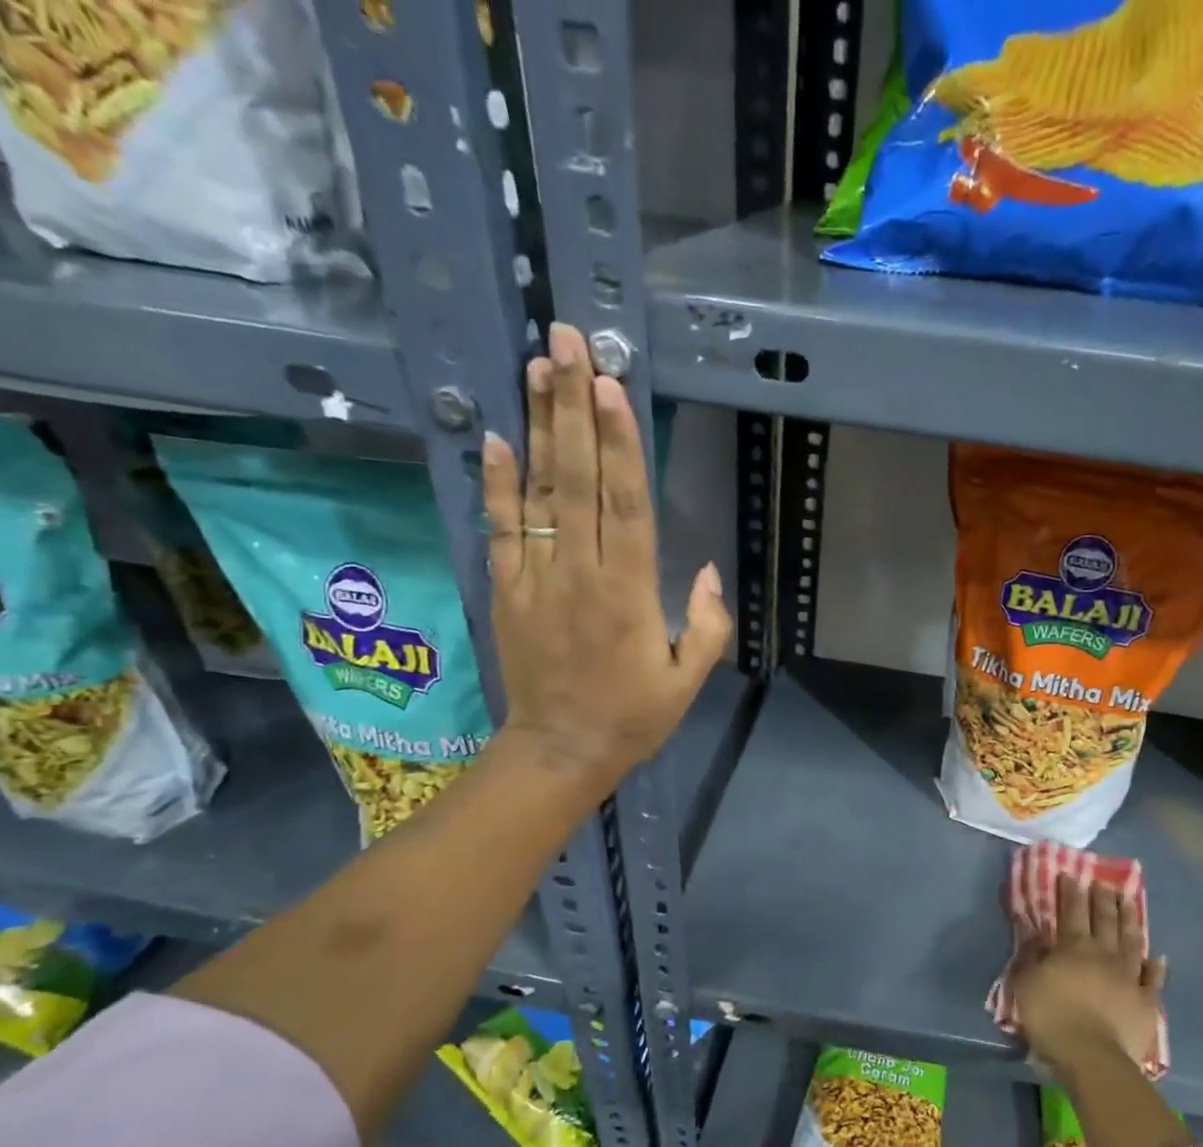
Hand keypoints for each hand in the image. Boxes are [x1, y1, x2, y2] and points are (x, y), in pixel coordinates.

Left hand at [481, 323, 731, 783]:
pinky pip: (500, 528)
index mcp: (629, 593)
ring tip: (537, 366)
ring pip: (538, 492)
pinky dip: (497, 483)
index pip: (625, 504)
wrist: (560, 751)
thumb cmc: (633, 717)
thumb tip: (705, 569)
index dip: (620, 442)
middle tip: (566, 340)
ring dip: (540, 427)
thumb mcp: (687, 680)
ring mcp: (536, 578)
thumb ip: (705, 625)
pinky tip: (497, 436)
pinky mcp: (506, 590)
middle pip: (577, 479)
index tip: (611, 382)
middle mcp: (579, 573)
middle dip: (574, 407)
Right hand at [1009, 876, 1165, 1077]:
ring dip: (1130, 919)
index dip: (1070, 892)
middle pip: (1104, 920)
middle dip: (1102, 899)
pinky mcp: (1146, 1000)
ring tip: (1130, 901)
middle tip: (1104, 882)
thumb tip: (1036, 934)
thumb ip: (1032, 956)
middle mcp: (1103, 954)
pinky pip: (1153, 978)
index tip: (1071, 875)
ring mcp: (1128, 976)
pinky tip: (1159, 956)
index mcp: (1073, 948)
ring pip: (1131, 940)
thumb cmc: (1052, 1018)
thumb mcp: (1027, 984)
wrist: (1092, 1056)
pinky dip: (1156, 966)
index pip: (1071, 912)